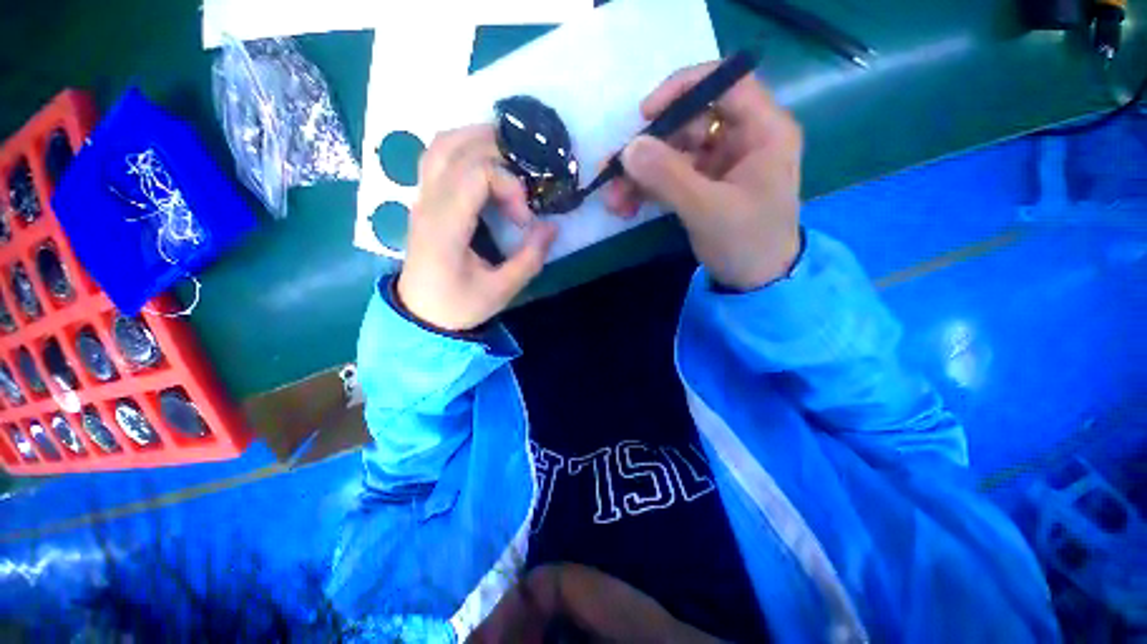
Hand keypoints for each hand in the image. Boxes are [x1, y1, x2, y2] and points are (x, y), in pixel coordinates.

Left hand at [397, 125, 556, 331]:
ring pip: (441, 144)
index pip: (476, 174)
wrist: (421, 314)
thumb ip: (530, 258)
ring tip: (508, 156)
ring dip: (476, 140)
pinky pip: (437, 157)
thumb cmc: (460, 305)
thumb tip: (552, 226)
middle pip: (458, 148)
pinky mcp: (424, 201)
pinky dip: (462, 149)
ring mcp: (421, 198)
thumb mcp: (502, 290)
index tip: (523, 219)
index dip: (509, 185)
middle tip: (526, 175)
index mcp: (446, 226)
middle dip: (498, 154)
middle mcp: (428, 203)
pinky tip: (484, 163)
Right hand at [605, 62, 802, 290]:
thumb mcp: (707, 210)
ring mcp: (721, 165)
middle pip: (689, 123)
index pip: (726, 83)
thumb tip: (627, 148)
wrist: (755, 284)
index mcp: (763, 132)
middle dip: (648, 150)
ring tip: (614, 201)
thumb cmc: (746, 243)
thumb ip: (668, 177)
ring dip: (641, 175)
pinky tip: (626, 207)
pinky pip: (671, 177)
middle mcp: (742, 140)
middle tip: (612, 172)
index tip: (645, 114)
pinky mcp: (704, 187)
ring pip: (674, 154)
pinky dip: (648, 190)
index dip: (683, 89)